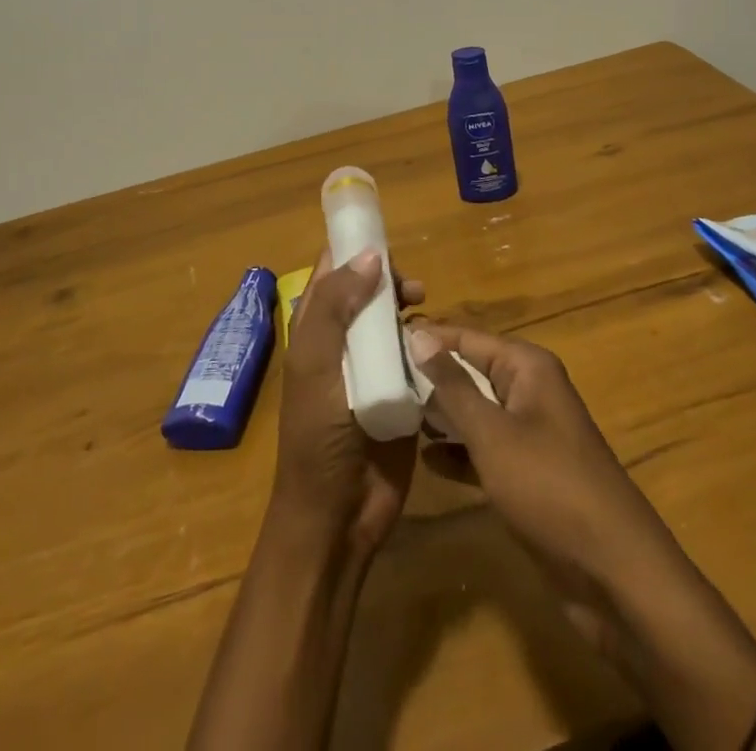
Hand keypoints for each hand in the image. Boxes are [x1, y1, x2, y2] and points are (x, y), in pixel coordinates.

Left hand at [272, 248, 425, 556]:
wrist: (338, 516)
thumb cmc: (318, 438)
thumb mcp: (317, 365)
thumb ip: (337, 307)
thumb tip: (370, 256)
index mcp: (315, 330)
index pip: (332, 272)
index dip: (354, 249)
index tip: (385, 239)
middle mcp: (343, 342)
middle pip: (368, 291)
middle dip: (390, 279)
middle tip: (413, 289)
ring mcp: (373, 368)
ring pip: (395, 321)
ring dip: (411, 310)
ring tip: (425, 313)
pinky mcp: (401, 393)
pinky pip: (417, 356)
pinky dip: (428, 343)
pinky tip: (440, 345)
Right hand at [406, 321, 689, 653]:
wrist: (615, 575)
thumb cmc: (550, 488)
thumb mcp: (493, 433)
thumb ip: (453, 385)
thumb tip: (418, 335)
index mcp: (527, 367)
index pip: (466, 337)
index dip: (425, 337)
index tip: (377, 341)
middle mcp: (529, 390)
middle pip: (469, 371)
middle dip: (427, 376)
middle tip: (373, 380)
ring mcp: (529, 434)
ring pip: (474, 411)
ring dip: (439, 414)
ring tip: (388, 412)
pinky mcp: (526, 474)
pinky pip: (483, 449)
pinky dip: (457, 451)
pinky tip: (423, 458)